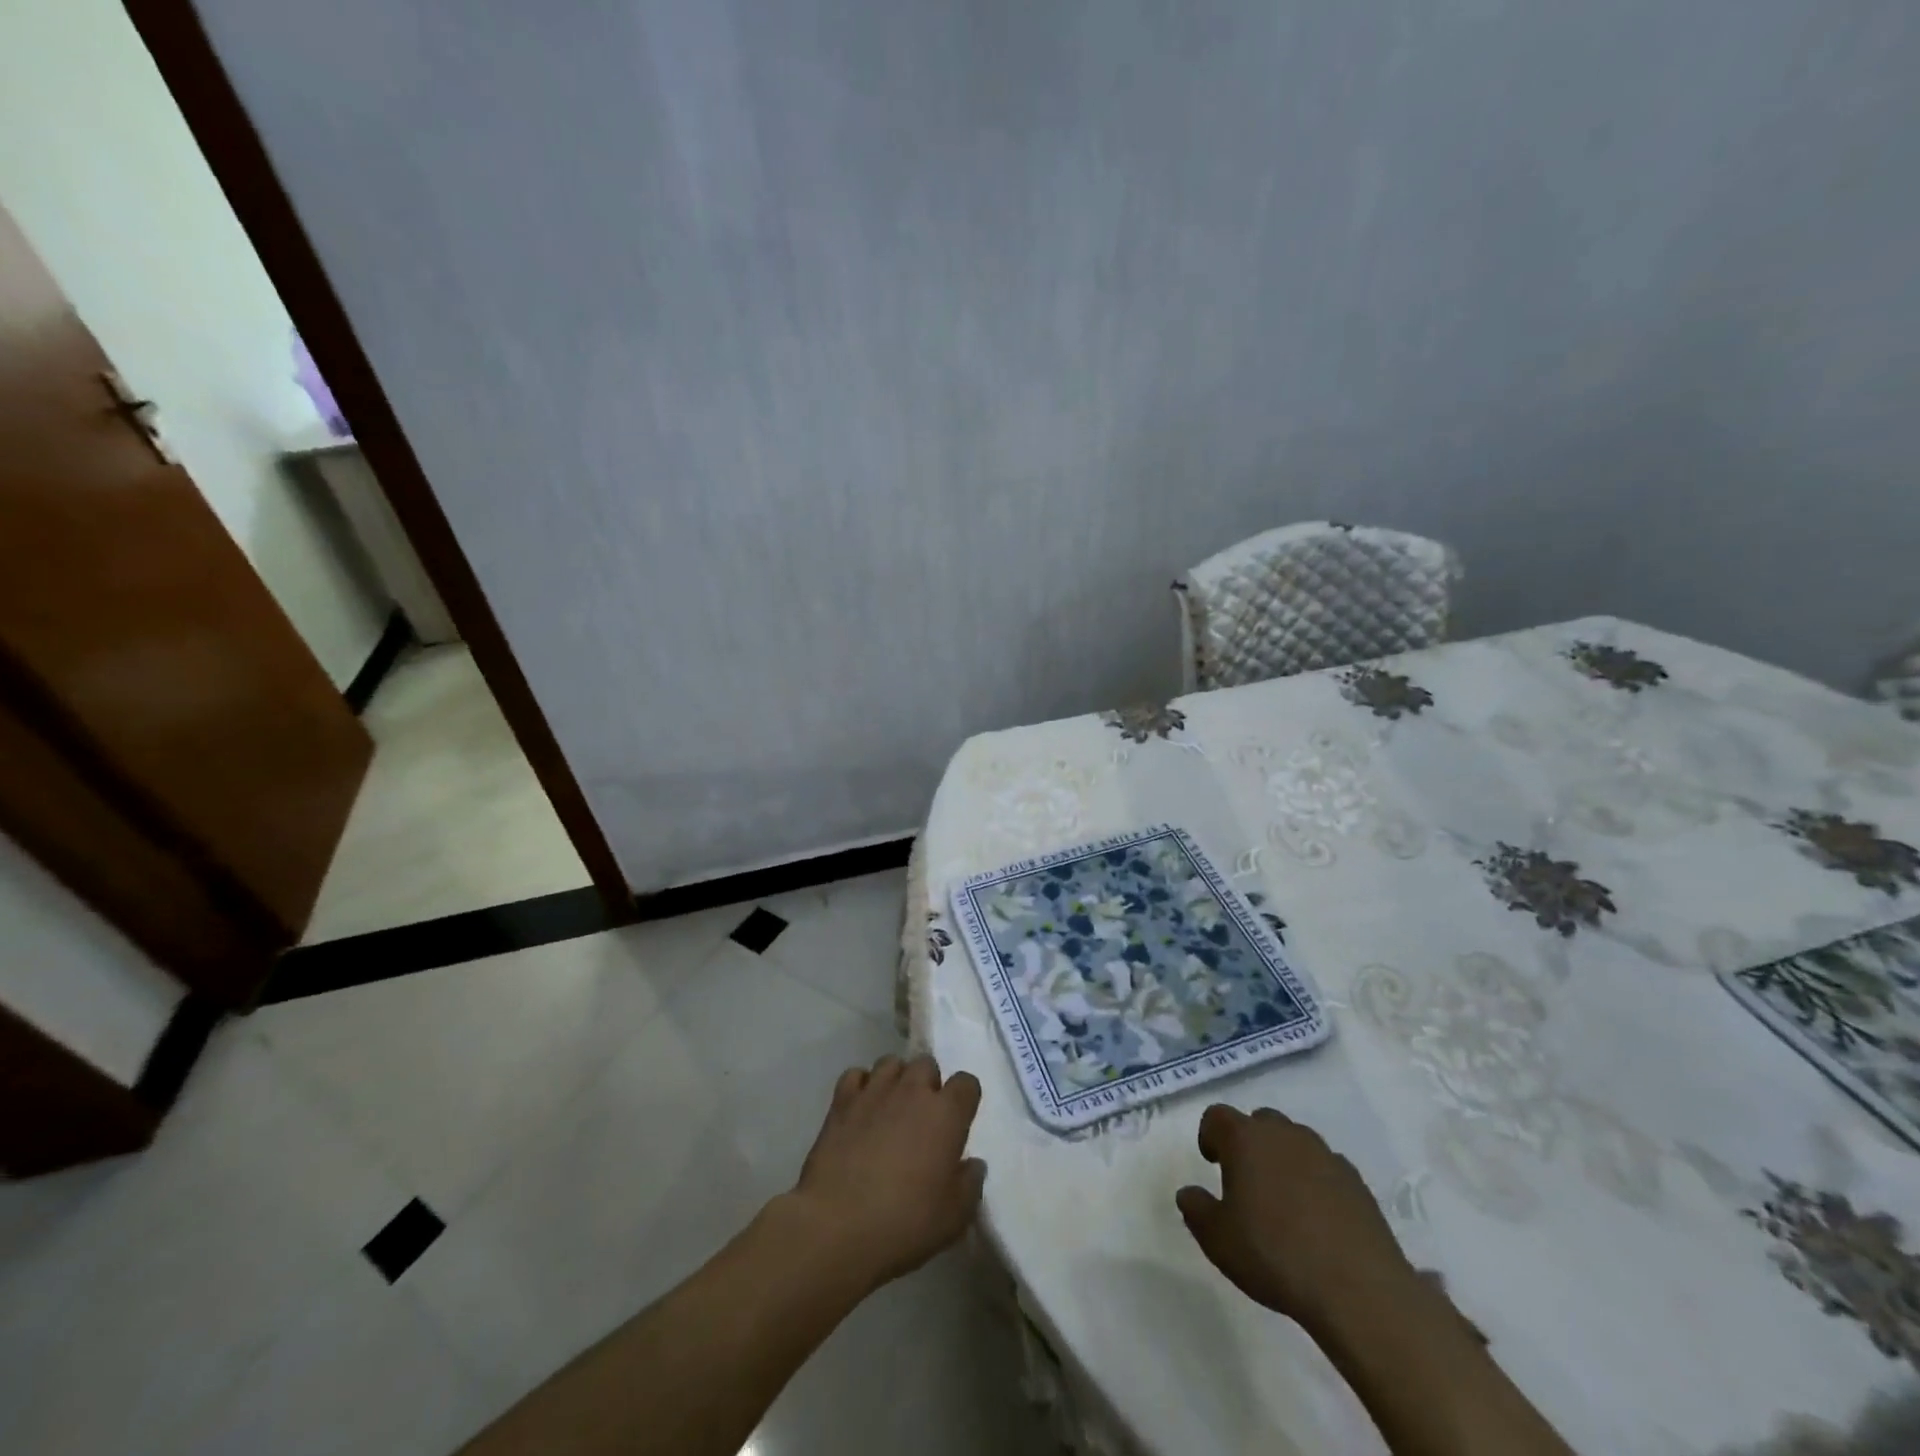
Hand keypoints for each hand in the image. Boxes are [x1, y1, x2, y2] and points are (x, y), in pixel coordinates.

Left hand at [786, 1054, 985, 1293]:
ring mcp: (874, 1091)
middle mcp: (912, 1091)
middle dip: (928, 1084)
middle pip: (927, 1065)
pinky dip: (861, 1086)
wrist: (837, 1226)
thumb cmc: (905, 1223)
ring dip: (896, 1080)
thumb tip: (972, 1164)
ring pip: (891, 1063)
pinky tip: (861, 1109)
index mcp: (946, 1114)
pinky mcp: (842, 1101)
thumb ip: (970, 1184)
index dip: (965, 1099)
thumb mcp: (954, 1217)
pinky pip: (856, 1075)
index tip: (959, 1121)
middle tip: (923, 1118)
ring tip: (891, 1108)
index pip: (966, 1083)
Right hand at [1176, 1105, 1420, 1334]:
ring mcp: (1324, 1154)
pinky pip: (1325, 1167)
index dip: (1210, 1135)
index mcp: (1245, 1139)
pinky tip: (1317, 1219)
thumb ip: (1196, 1209)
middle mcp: (1283, 1134)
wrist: (1358, 1290)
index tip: (1212, 1163)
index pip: (1217, 1116)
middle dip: (1249, 1143)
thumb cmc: (1275, 1255)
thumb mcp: (1218, 1240)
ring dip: (1283, 1159)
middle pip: (1259, 1122)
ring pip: (1294, 1141)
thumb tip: (1188, 1193)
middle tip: (1246, 1182)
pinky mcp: (1356, 1180)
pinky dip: (1315, 1181)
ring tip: (1283, 1202)